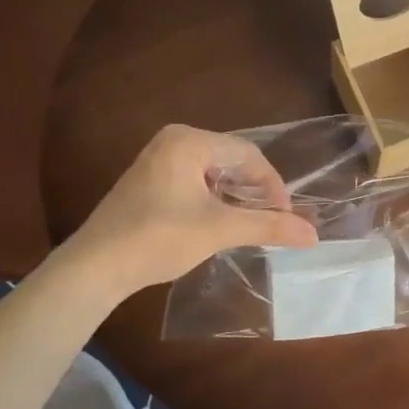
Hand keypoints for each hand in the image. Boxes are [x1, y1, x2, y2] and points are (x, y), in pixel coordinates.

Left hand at [67, 125, 316, 290]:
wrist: (94, 267)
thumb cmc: (159, 238)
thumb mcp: (219, 230)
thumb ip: (268, 226)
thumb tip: (314, 235)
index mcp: (189, 141)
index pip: (248, 154)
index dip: (272, 185)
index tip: (284, 217)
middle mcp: (173, 141)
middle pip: (231, 160)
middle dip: (253, 190)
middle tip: (268, 221)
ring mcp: (157, 160)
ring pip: (213, 172)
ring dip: (234, 197)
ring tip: (246, 225)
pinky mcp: (148, 181)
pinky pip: (194, 181)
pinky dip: (212, 200)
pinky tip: (216, 223)